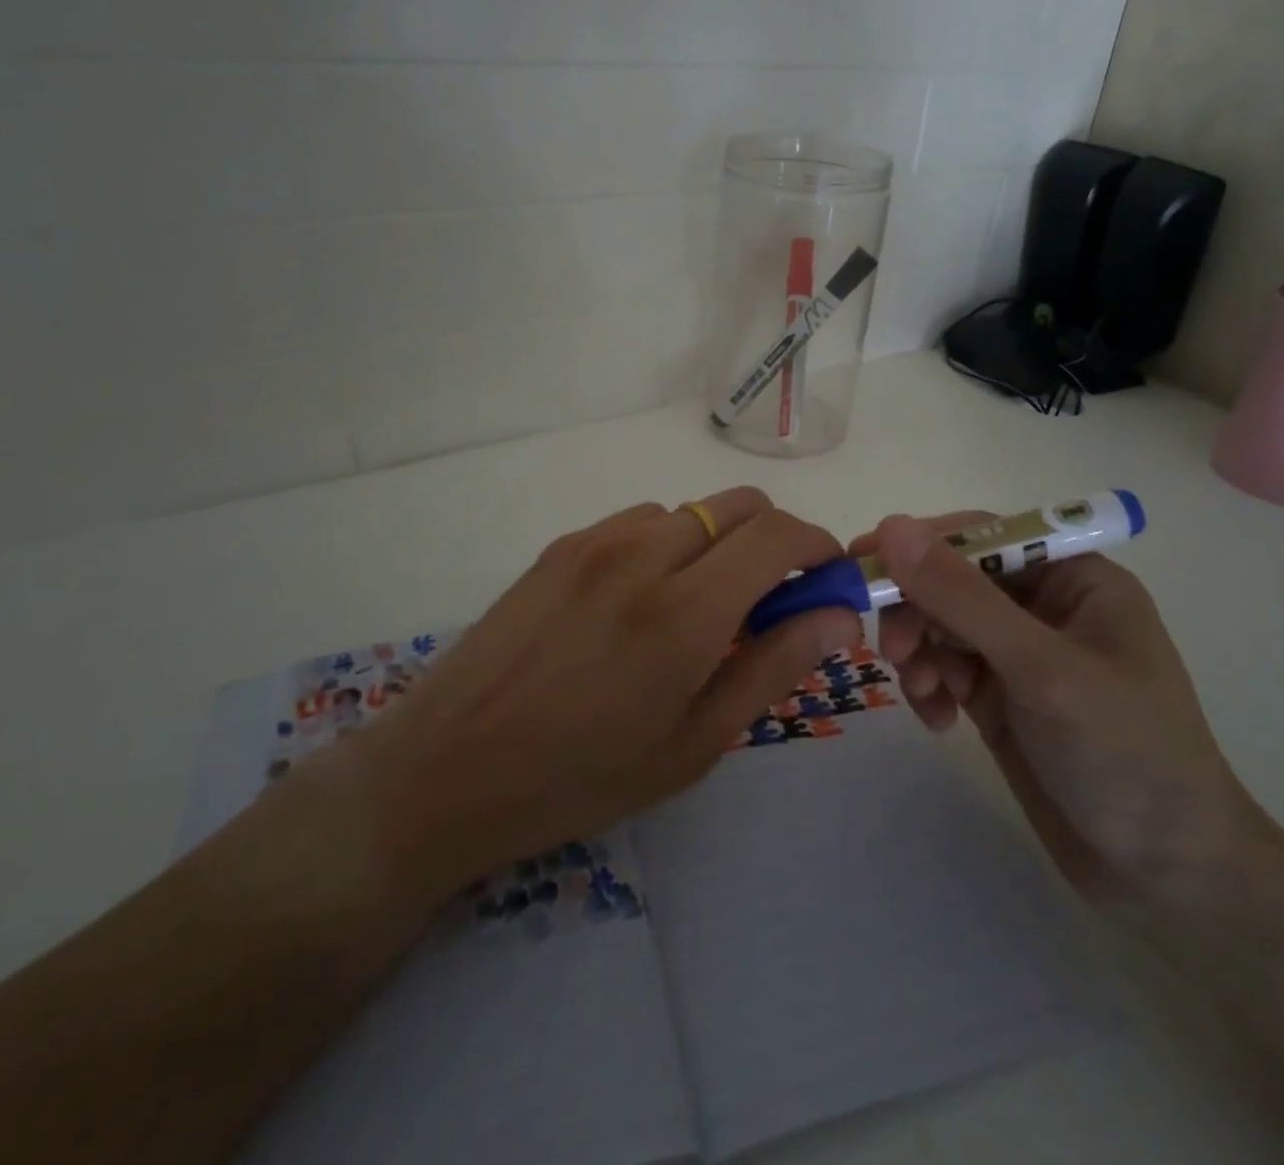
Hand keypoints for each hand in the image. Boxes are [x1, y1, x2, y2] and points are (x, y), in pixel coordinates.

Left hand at [349, 489, 859, 897]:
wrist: (446, 769)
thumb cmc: (580, 778)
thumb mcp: (693, 744)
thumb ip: (772, 667)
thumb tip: (837, 616)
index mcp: (684, 612)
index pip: (779, 536)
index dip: (818, 547)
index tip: (827, 579)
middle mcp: (642, 554)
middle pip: (741, 505)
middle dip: (775, 539)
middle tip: (772, 600)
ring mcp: (595, 542)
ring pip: (690, 511)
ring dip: (718, 544)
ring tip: (699, 609)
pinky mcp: (560, 546)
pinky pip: (639, 522)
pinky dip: (668, 544)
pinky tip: (641, 601)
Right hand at [853, 513, 1262, 908]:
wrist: (1166, 875)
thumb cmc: (1123, 753)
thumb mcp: (1040, 668)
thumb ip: (962, 597)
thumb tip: (892, 528)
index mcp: (1073, 578)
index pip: (982, 536)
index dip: (921, 545)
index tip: (864, 564)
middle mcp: (1043, 606)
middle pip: (952, 580)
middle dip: (917, 610)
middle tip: (891, 650)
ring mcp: (1019, 654)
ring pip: (940, 624)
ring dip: (918, 651)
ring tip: (920, 692)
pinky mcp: (1000, 697)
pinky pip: (943, 668)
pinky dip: (929, 685)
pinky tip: (937, 720)